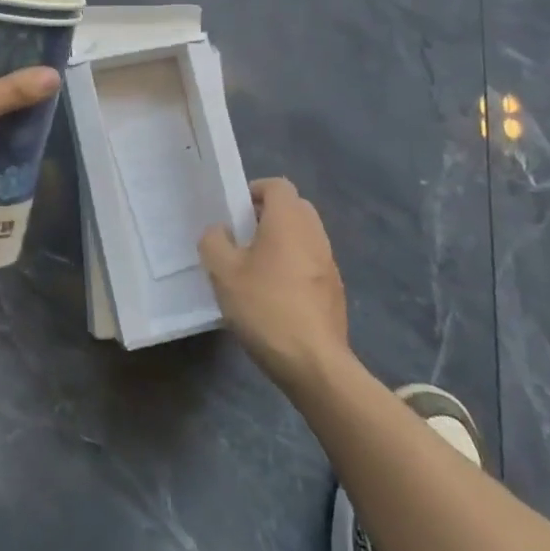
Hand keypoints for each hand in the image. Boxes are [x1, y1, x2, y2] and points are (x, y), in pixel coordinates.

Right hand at [199, 178, 348, 390]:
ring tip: (255, 268)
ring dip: (282, 242)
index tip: (235, 212)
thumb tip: (220, 231)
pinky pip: (311, 263)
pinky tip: (275, 296)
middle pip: (294, 208)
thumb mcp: (223, 273)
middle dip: (268, 215)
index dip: (255, 191)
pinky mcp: (335, 291)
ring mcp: (329, 263)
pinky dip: (294, 266)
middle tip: (243, 237)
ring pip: (304, 236)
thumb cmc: (266, 308)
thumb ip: (214, 242)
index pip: (277, 185)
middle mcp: (314, 234)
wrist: (315, 364)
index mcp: (289, 221)